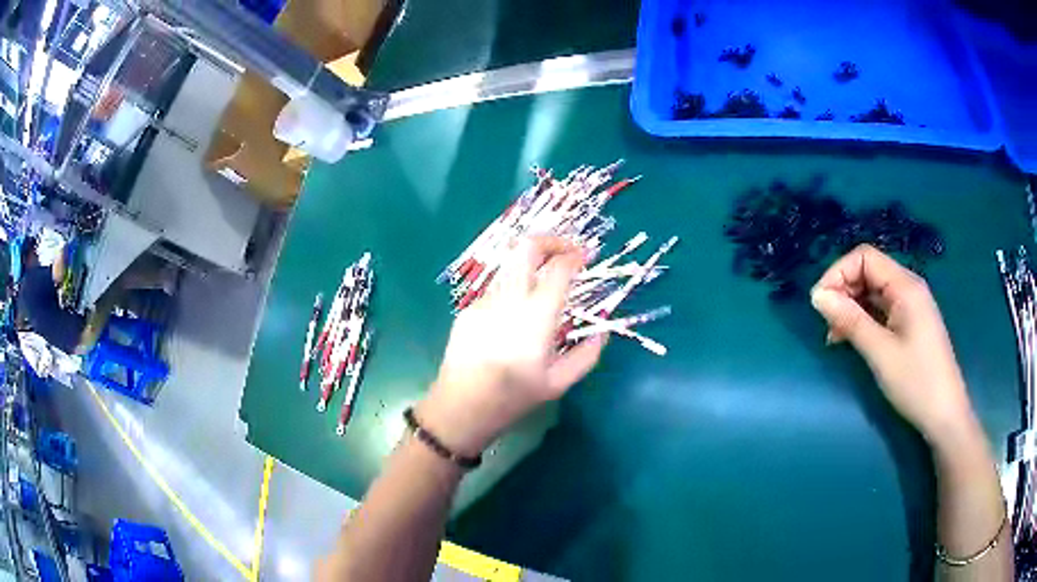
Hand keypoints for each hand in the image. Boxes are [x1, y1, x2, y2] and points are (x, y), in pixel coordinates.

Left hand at [416, 236, 606, 455]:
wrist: (461, 407)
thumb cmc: (513, 398)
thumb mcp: (559, 383)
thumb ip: (587, 355)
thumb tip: (602, 332)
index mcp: (536, 316)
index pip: (558, 268)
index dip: (575, 255)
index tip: (586, 256)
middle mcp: (509, 299)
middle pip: (526, 247)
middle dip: (551, 241)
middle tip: (567, 251)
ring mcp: (484, 301)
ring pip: (510, 265)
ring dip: (531, 263)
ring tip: (545, 280)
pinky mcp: (469, 309)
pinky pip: (496, 288)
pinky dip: (514, 288)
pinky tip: (517, 314)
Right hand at [810, 244, 975, 445]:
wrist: (945, 414)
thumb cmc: (916, 382)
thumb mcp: (880, 352)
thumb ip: (850, 320)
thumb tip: (817, 296)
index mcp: (905, 285)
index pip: (864, 257)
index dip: (838, 272)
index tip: (819, 304)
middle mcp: (908, 287)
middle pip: (868, 271)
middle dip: (843, 290)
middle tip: (826, 324)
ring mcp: (910, 306)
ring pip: (873, 292)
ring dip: (851, 307)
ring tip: (835, 337)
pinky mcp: (910, 323)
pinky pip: (881, 309)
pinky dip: (863, 319)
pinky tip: (852, 339)